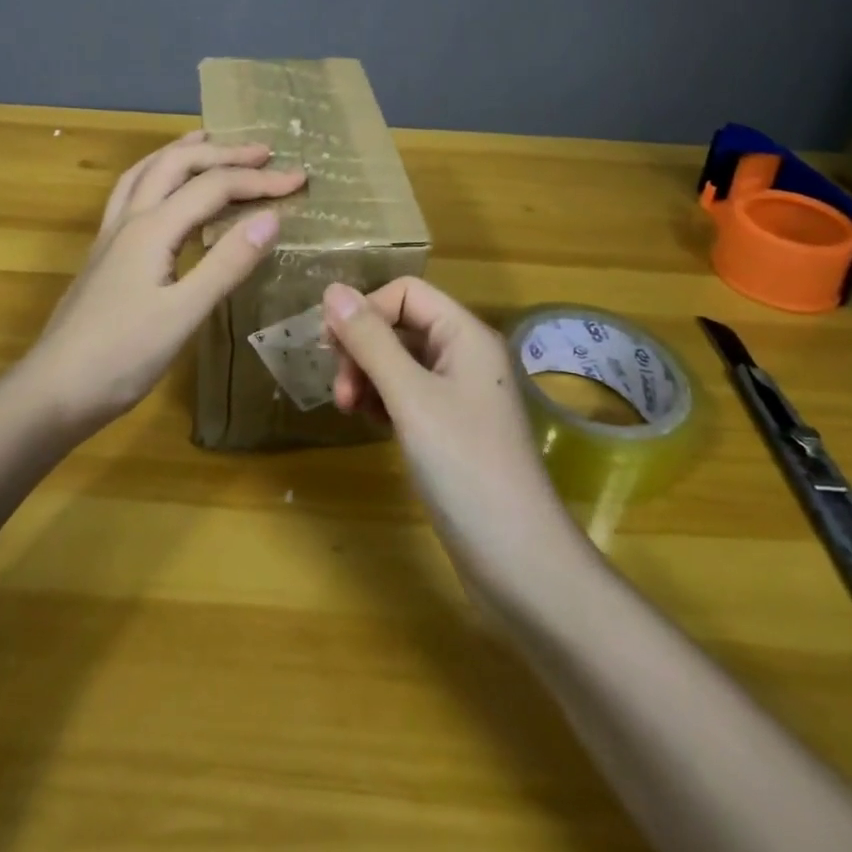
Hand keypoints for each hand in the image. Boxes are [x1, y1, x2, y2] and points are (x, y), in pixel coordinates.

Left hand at [26, 130, 304, 431]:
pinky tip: (165, 193)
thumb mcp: (184, 314)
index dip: (259, 180)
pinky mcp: (104, 255)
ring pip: (146, 172)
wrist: (53, 391)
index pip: (213, 187)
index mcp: (152, 228)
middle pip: (176, 164)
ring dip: (181, 152)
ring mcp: (111, 236)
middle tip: (262, 151)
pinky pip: (132, 194)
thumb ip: (227, 263)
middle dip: (222, 153)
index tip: (299, 179)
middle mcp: (129, 220)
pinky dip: (157, 176)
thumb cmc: (122, 357)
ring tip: (207, 140)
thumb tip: (271, 217)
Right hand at [323, 278, 578, 583]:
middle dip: (362, 348)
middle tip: (340, 391)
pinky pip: (408, 394)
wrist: (519, 561)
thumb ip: (370, 341)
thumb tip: (332, 289)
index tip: (332, 348)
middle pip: (401, 325)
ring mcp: (460, 394)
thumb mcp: (410, 398)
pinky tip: (370, 424)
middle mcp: (465, 356)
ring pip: (400, 361)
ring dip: (367, 376)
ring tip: (350, 410)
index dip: (365, 310)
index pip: (405, 293)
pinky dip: (383, 401)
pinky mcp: (452, 428)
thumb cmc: (465, 467)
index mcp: (465, 335)